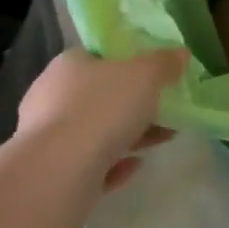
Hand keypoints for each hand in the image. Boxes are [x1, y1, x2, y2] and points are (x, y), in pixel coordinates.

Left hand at [16, 48, 187, 190]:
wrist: (58, 173)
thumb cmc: (101, 109)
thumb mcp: (144, 76)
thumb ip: (164, 63)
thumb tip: (180, 53)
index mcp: (68, 65)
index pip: (98, 57)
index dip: (127, 64)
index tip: (154, 78)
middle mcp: (51, 97)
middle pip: (99, 96)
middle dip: (133, 106)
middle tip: (165, 111)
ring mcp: (47, 138)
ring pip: (95, 132)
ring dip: (129, 135)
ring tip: (162, 139)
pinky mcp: (51, 174)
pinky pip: (89, 165)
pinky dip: (113, 164)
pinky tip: (136, 166)